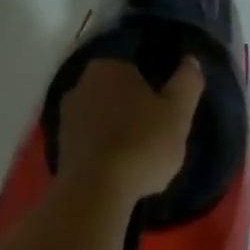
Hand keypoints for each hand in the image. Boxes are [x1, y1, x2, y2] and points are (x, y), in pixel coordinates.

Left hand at [58, 57, 204, 200]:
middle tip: (156, 140)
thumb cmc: (141, 144)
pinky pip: (91, 142)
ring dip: (119, 134)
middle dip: (135, 113)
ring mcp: (66, 116)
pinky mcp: (60, 145)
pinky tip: (118, 171)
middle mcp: (80, 84)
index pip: (138, 72)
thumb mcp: (178, 113)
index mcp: (108, 68)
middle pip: (119, 96)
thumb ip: (187, 82)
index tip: (167, 118)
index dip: (156, 94)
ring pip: (104, 120)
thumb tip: (190, 60)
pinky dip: (104, 152)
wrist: (95, 190)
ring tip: (138, 160)